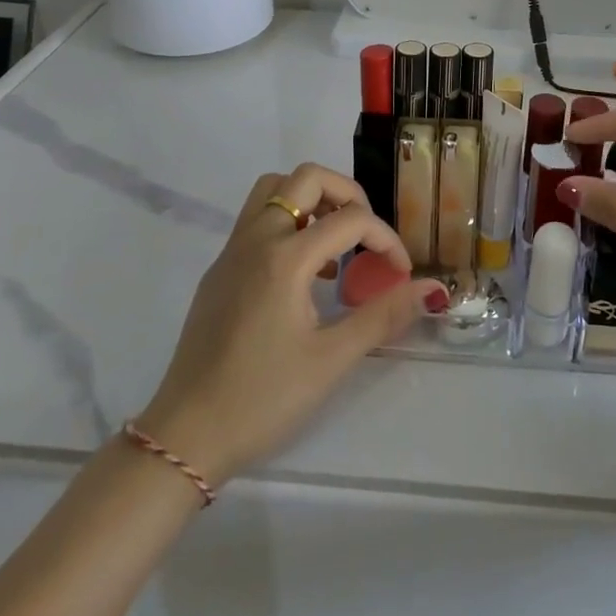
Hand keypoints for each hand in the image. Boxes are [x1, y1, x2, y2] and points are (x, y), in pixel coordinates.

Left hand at [131, 165, 446, 485]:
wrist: (185, 437)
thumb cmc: (262, 399)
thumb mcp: (330, 360)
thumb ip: (383, 316)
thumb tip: (431, 289)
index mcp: (285, 257)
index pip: (350, 220)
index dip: (385, 239)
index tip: (400, 273)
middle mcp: (256, 239)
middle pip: (306, 178)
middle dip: (346, 193)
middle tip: (365, 233)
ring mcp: (232, 251)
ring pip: (274, 190)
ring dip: (311, 200)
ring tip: (335, 243)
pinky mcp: (219, 270)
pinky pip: (257, 220)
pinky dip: (287, 222)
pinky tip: (303, 273)